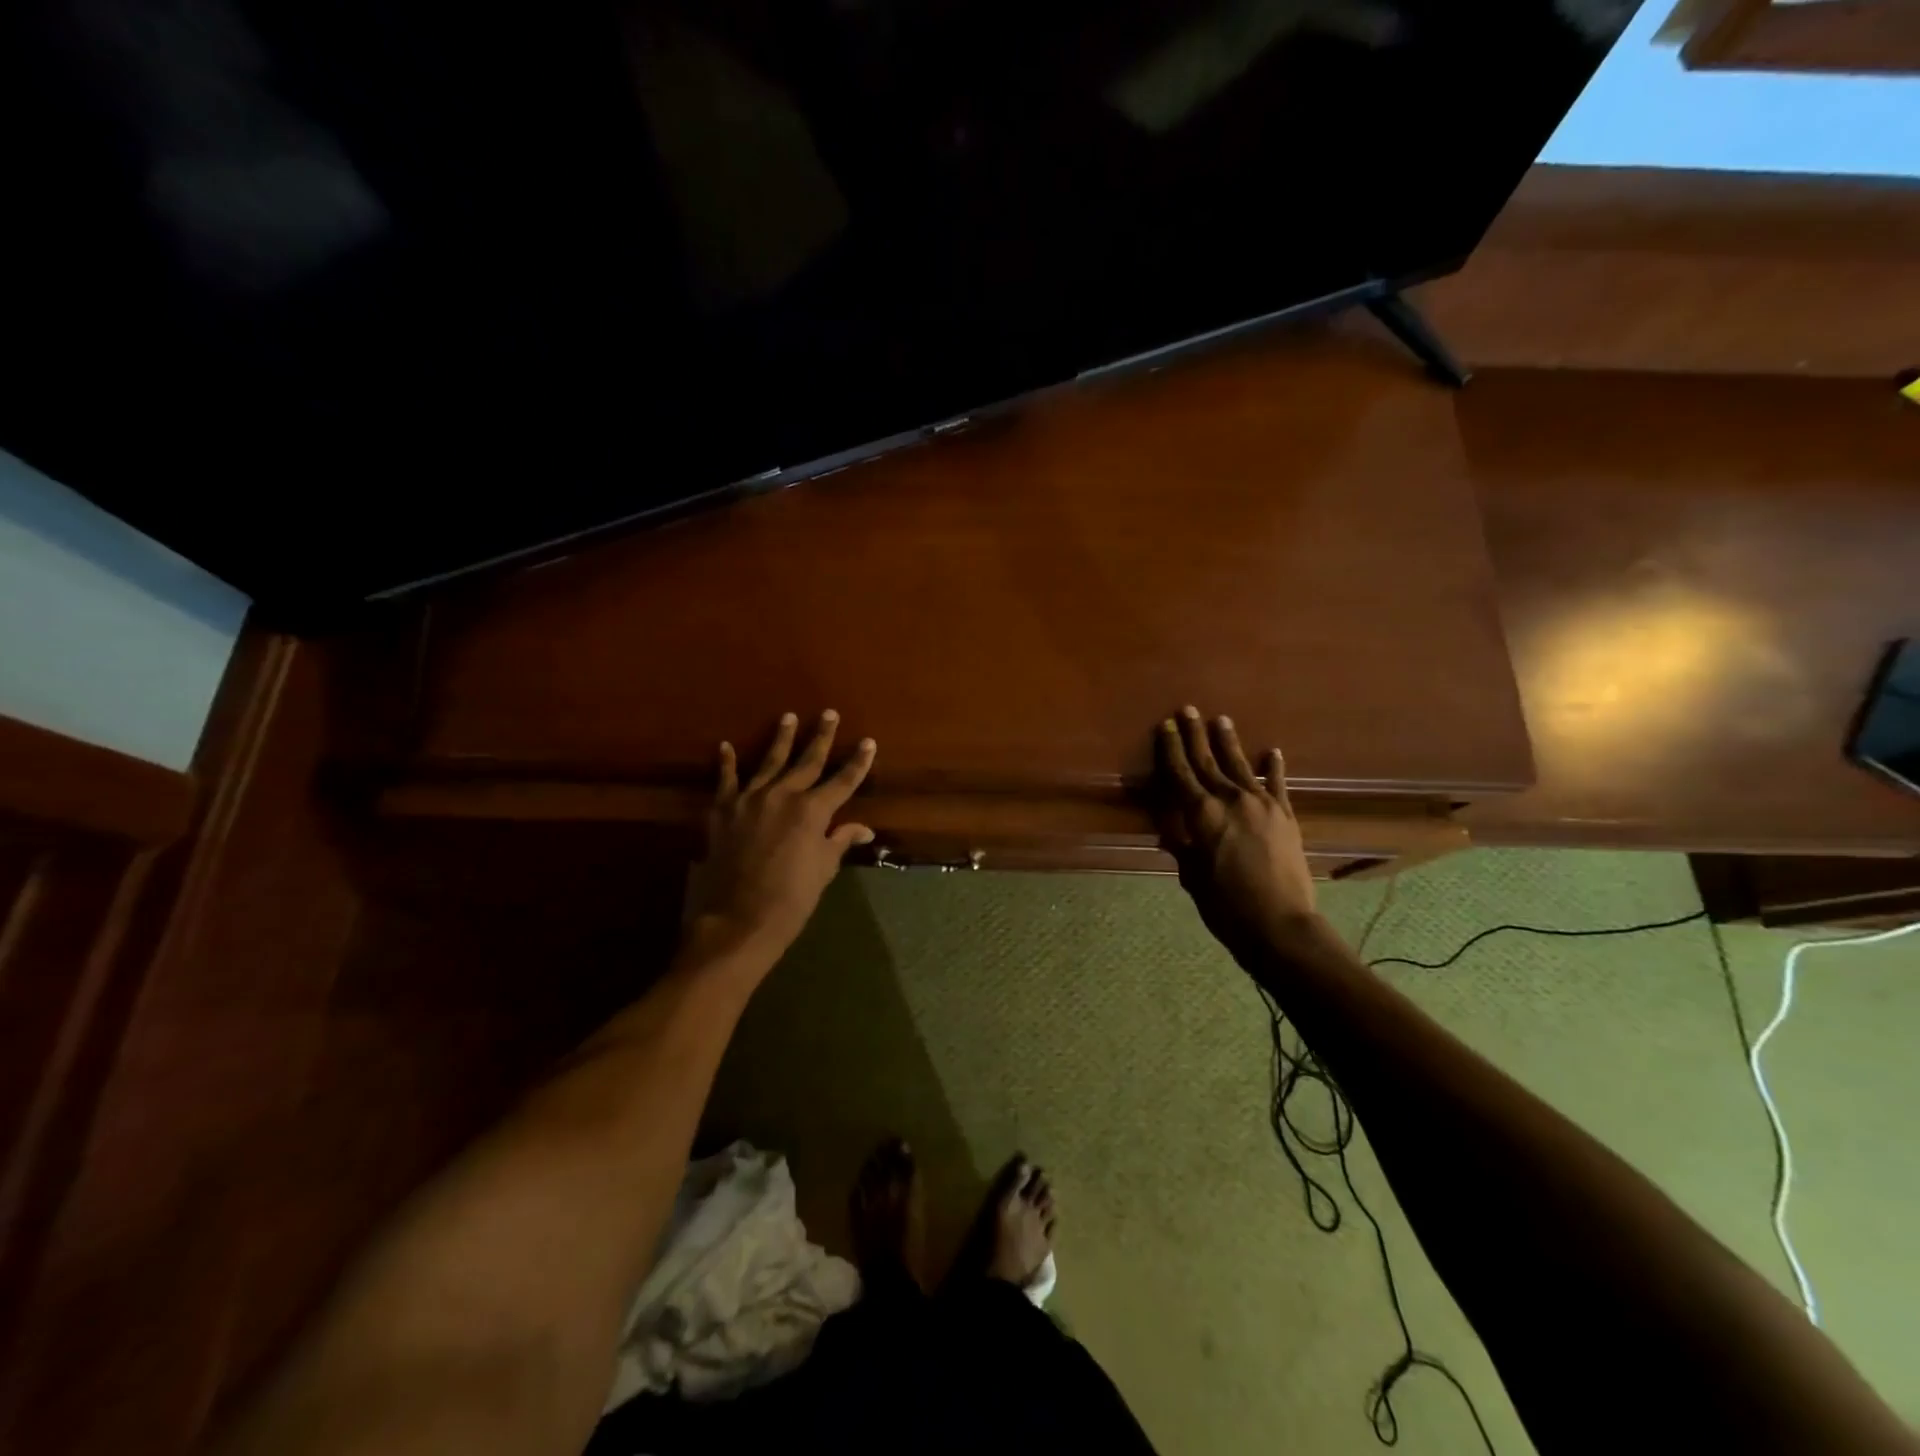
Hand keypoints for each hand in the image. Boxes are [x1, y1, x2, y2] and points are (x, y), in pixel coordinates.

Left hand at [689, 711, 876, 961]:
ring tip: (788, 717)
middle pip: (807, 761)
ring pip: (769, 761)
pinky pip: (726, 780)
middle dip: (821, 737)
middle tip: (829, 714)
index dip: (858, 762)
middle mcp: (783, 795)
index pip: (843, 780)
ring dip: (781, 738)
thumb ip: (839, 840)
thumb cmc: (792, 898)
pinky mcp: (723, 810)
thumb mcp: (823, 869)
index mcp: (813, 811)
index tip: (868, 742)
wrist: (739, 919)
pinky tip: (724, 746)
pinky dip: (725, 763)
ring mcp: (750, 800)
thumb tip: (863, 829)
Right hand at [1157, 706, 1319, 959]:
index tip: (1166, 725)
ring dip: (1228, 741)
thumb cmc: (1225, 905)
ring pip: (1239, 765)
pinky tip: (1271, 752)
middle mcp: (1229, 799)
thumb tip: (1169, 829)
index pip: (1180, 772)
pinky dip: (1273, 767)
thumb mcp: (1191, 875)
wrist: (1279, 924)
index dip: (1171, 748)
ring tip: (1221, 719)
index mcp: (1200, 813)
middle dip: (1195, 735)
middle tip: (1188, 709)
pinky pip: (1276, 784)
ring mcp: (1261, 804)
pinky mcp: (1285, 815)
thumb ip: (1181, 845)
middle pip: (1207, 760)